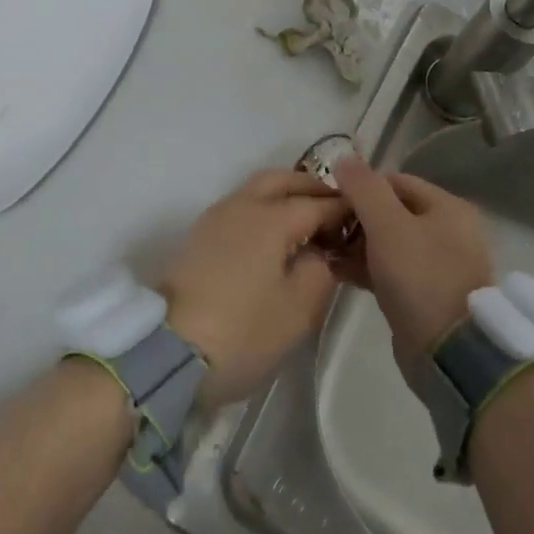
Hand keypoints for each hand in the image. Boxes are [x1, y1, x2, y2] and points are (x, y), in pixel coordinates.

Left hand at [161, 170, 350, 406]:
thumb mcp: (298, 310)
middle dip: (312, 188)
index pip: (317, 203)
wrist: (168, 353)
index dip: (344, 209)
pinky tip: (275, 237)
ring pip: (257, 189)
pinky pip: (241, 206)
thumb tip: (321, 252)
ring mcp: (216, 218)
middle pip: (282, 180)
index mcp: (271, 218)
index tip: (365, 218)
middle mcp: (242, 205)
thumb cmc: (242, 332)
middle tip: (336, 209)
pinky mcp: (200, 236)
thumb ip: (321, 271)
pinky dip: (264, 208)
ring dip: (286, 194)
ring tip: (308, 222)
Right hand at [331, 157, 493, 374]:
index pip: (396, 181)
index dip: (361, 187)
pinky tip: (336, 271)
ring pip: (388, 243)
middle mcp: (447, 231)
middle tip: (323, 228)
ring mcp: (437, 265)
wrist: (449, 352)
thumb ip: (364, 188)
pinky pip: (389, 270)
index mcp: (447, 207)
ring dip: (356, 244)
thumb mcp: (388, 225)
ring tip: (324, 250)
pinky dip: (365, 268)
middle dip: (356, 218)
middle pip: (391, 212)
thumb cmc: (421, 277)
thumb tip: (344, 157)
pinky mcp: (423, 295)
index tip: (330, 199)